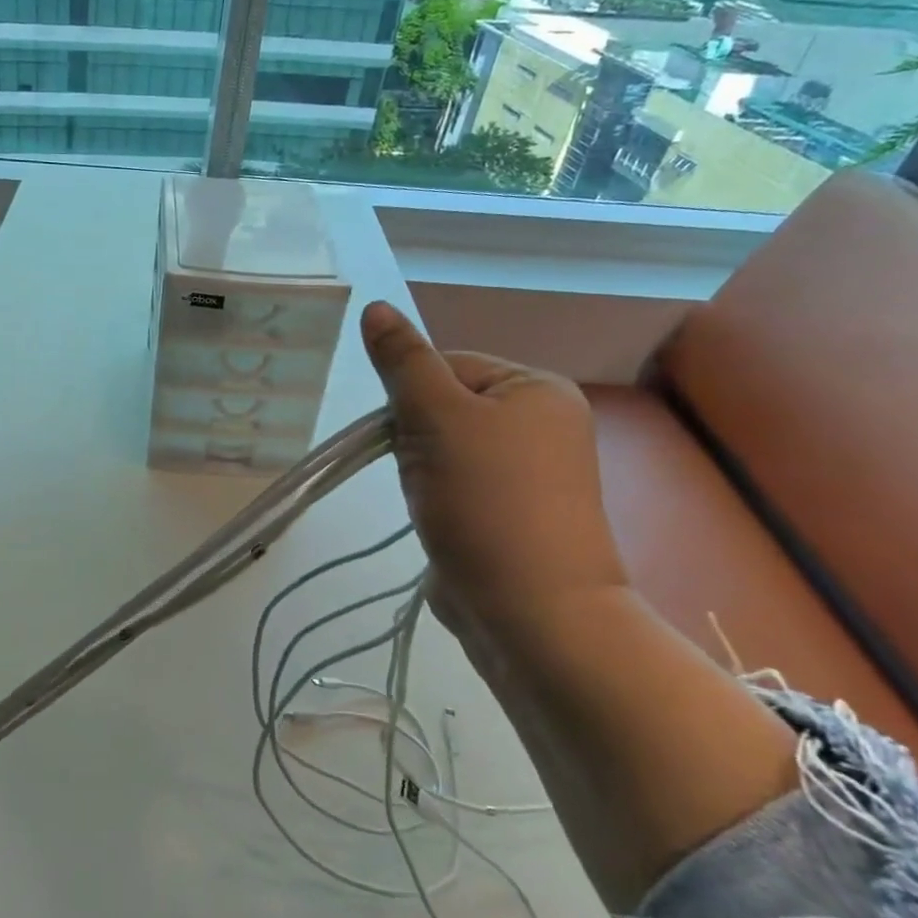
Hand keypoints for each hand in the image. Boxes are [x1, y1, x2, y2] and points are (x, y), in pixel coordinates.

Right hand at [360, 302, 628, 654]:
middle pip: (446, 406)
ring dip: (422, 471)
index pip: (448, 365)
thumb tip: (374, 306)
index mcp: (537, 388)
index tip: (407, 438)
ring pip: (446, 449)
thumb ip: (403, 362)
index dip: (412, 398)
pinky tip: (441, 521)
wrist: (530, 611)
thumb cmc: (485, 501)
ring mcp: (533, 474)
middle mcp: (544, 423)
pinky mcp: (514, 514)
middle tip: (422, 474)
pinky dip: (438, 498)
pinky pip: (458, 485)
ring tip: (433, 503)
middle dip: (416, 439)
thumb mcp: (436, 418)